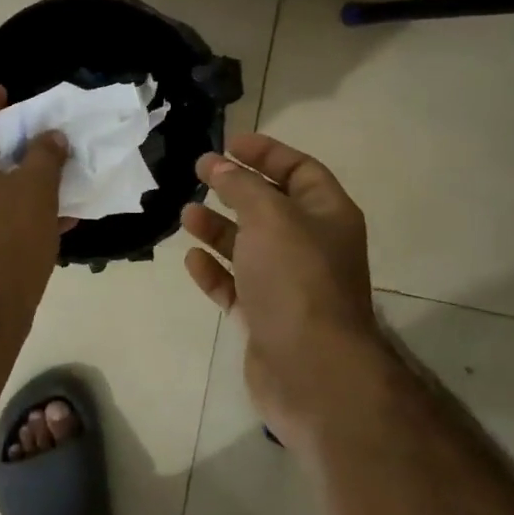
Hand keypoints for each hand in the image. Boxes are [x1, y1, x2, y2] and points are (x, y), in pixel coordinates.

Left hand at [0, 86, 69, 325]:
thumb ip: (45, 155)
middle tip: (33, 139)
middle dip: (2, 139)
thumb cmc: (8, 237)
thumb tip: (51, 138)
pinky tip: (53, 218)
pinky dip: (12, 206)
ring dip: (11, 174)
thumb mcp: (36, 189)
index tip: (8, 100)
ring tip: (49, 178)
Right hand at [181, 133, 384, 451]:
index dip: (267, 152)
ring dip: (219, 229)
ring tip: (186, 215)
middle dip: (236, 188)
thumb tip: (218, 166)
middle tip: (199, 173)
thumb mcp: (270, 217)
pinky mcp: (266, 318)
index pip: (300, 170)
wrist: (312, 371)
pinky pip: (236, 287)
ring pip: (249, 247)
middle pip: (271, 207)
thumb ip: (241, 186)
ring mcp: (289, 285)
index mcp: (327, 216)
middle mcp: (312, 247)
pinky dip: (215, 272)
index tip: (229, 143)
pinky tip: (192, 261)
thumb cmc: (297, 279)